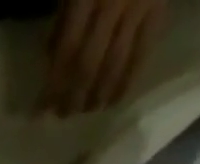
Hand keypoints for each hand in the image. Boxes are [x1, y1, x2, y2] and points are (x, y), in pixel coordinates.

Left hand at [41, 0, 165, 114]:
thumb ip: (63, 16)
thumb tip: (51, 60)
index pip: (66, 52)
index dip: (53, 86)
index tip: (41, 111)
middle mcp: (113, 3)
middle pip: (88, 66)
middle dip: (73, 97)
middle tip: (63, 115)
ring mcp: (138, 7)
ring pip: (114, 66)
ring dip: (97, 96)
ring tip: (86, 110)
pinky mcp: (157, 9)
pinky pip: (142, 54)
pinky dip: (126, 82)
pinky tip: (113, 100)